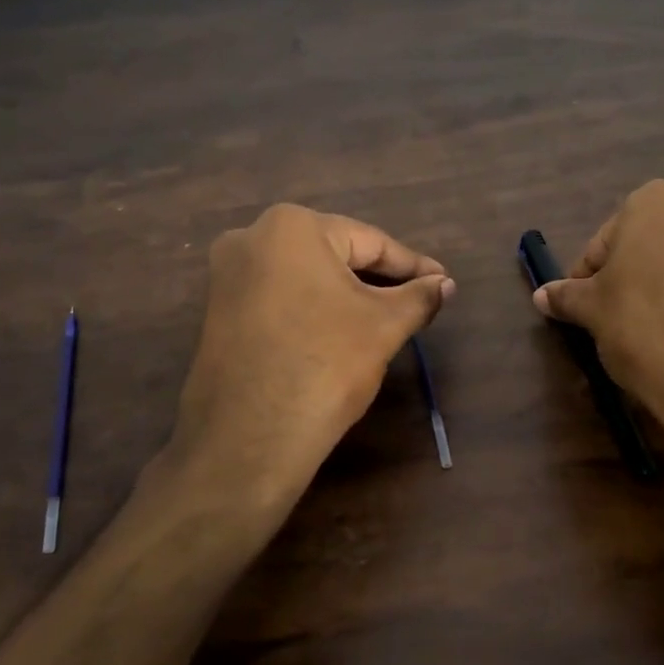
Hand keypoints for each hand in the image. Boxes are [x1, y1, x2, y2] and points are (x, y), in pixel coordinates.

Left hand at [166, 204, 454, 538]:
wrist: (249, 438)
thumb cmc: (324, 364)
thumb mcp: (383, 326)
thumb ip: (419, 297)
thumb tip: (446, 284)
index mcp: (291, 226)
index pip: (370, 242)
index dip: (412, 266)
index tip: (443, 282)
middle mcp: (250, 238)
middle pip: (334, 255)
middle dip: (378, 279)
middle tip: (418, 300)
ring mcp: (227, 276)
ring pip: (305, 278)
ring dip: (346, 295)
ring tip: (386, 317)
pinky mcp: (217, 312)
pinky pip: (279, 299)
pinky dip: (313, 309)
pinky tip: (338, 332)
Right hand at [531, 180, 663, 484]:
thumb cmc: (644, 326)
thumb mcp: (593, 311)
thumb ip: (567, 297)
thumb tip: (542, 295)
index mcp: (652, 202)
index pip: (600, 245)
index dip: (585, 281)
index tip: (582, 313)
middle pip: (639, 250)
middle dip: (623, 282)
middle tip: (610, 323)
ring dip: (653, 294)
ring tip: (644, 336)